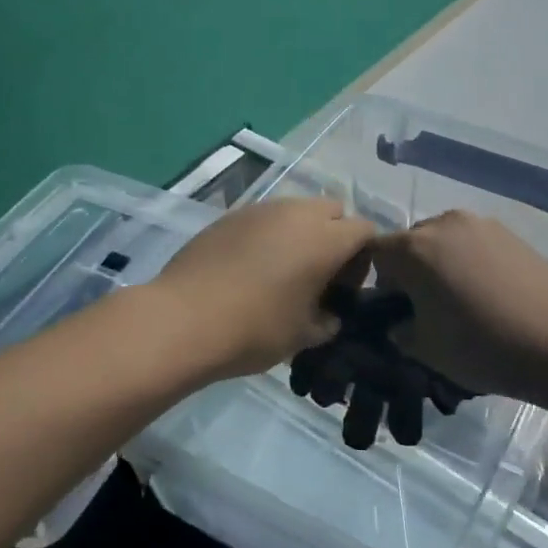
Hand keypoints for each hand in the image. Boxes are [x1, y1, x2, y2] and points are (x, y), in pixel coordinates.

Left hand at [151, 199, 376, 381]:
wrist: (182, 320)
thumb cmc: (255, 329)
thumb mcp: (303, 336)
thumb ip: (327, 322)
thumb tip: (329, 316)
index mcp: (326, 239)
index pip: (365, 231)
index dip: (363, 258)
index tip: (345, 288)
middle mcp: (297, 213)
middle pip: (333, 211)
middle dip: (334, 236)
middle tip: (318, 275)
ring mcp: (260, 210)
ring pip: (296, 211)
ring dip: (300, 234)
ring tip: (282, 271)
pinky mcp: (229, 217)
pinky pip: (264, 219)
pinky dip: (268, 236)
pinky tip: (250, 268)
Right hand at [371, 211, 547, 400]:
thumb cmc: (480, 345)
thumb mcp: (425, 349)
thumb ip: (400, 331)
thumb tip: (400, 322)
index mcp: (413, 248)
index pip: (375, 253)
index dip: (379, 282)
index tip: (396, 310)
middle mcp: (444, 224)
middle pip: (411, 242)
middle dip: (411, 270)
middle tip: (428, 307)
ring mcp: (481, 224)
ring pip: (445, 240)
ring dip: (443, 263)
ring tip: (463, 299)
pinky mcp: (511, 233)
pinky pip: (475, 243)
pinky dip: (472, 261)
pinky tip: (491, 293)